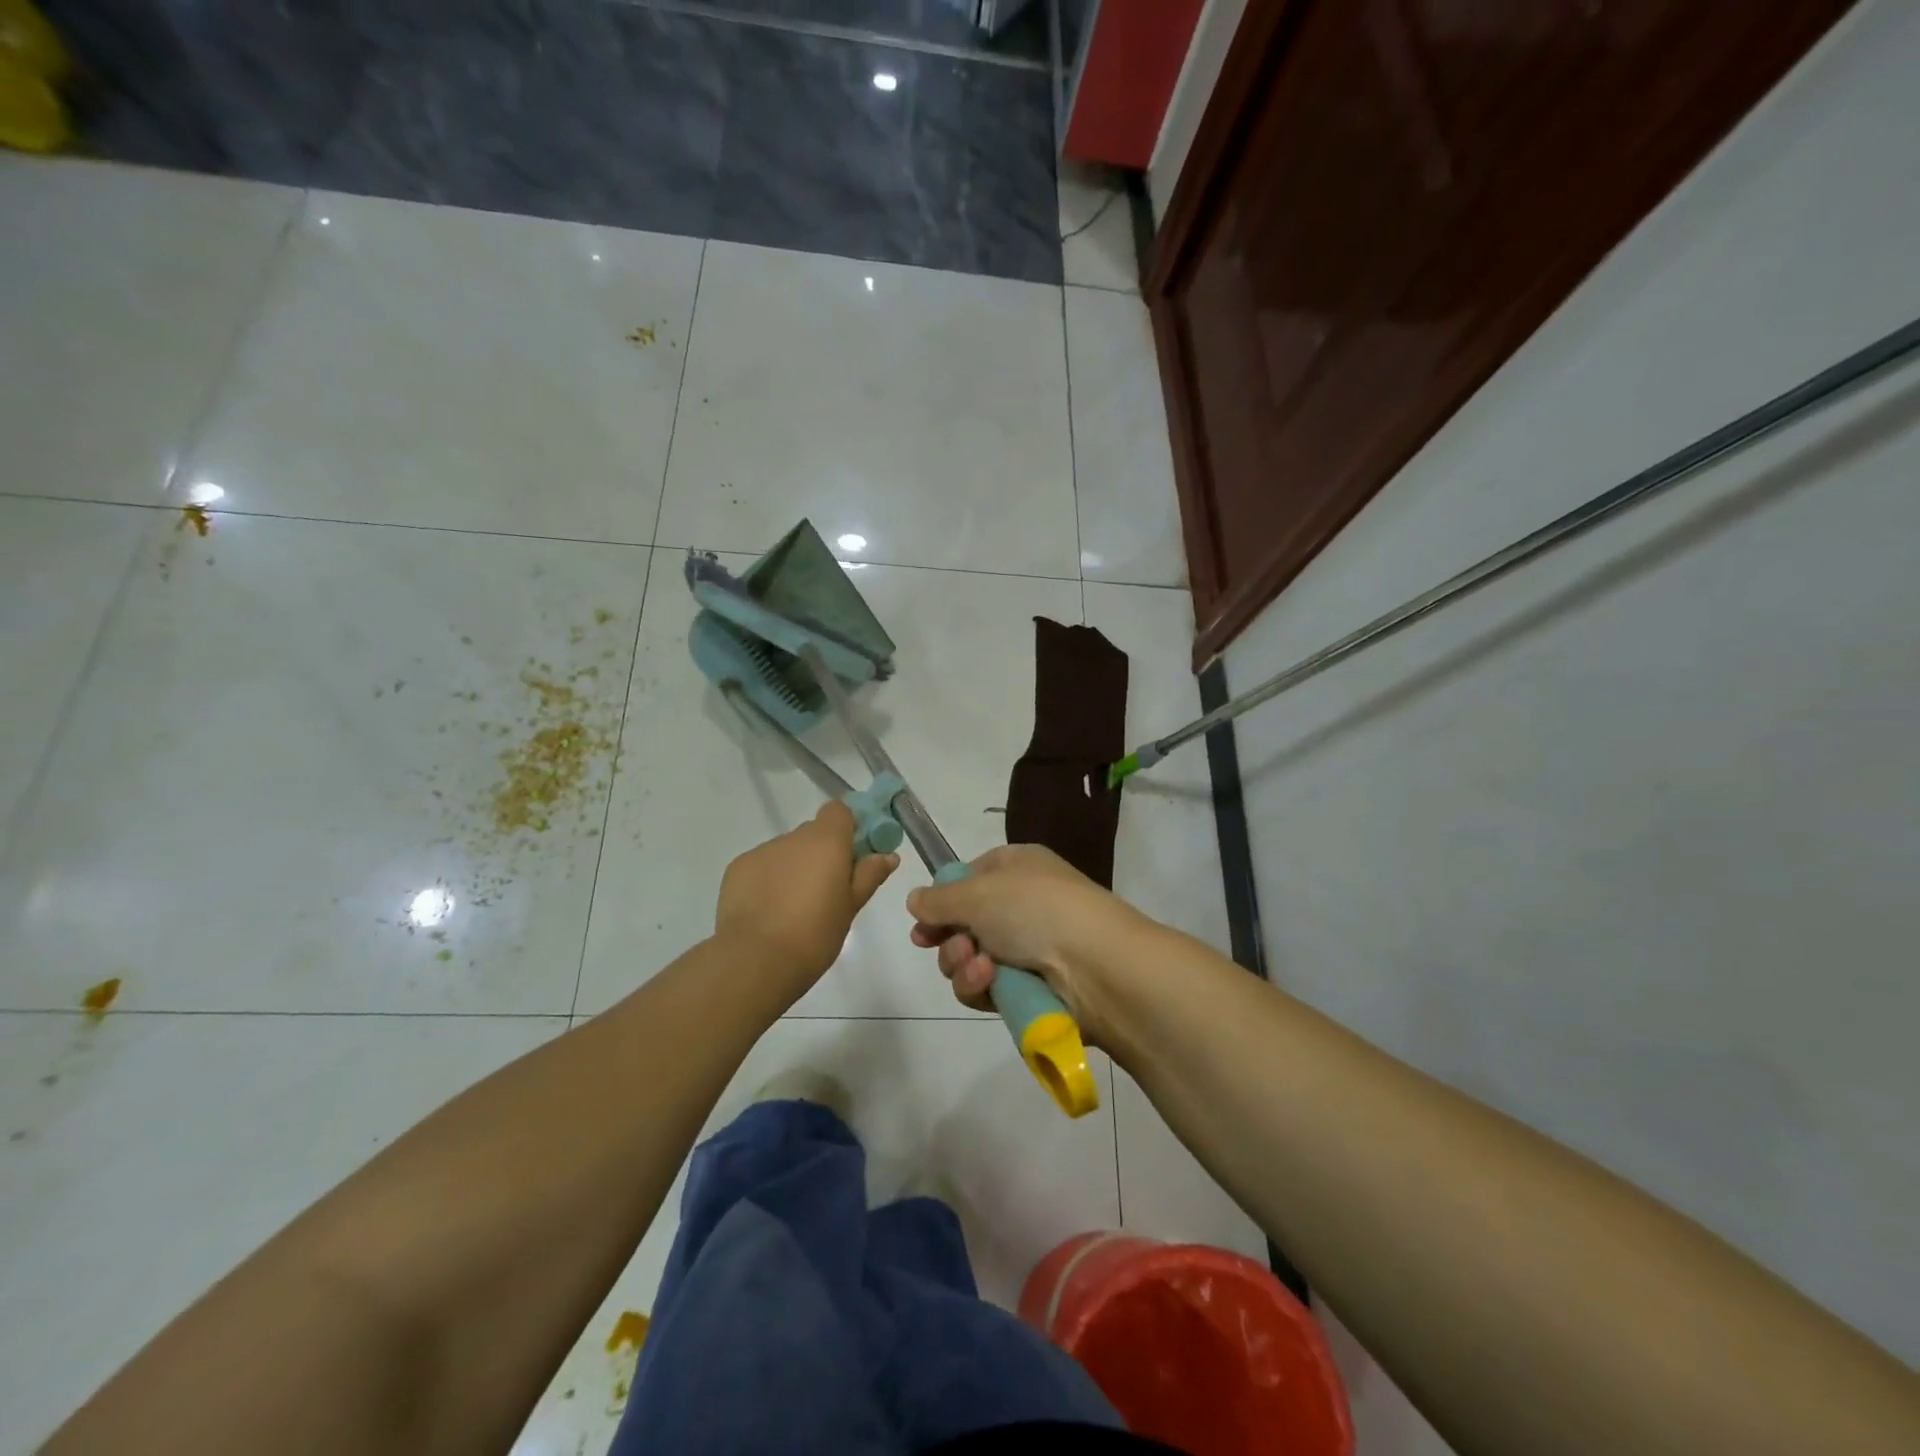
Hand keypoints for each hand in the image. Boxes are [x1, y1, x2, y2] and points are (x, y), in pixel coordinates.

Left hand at [716, 801, 897, 995]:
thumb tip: (887, 855)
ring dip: (795, 868)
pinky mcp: (737, 869)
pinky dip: (770, 880)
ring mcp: (762, 851)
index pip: (839, 811)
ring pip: (787, 851)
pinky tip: (769, 911)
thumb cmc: (815, 934)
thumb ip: (868, 875)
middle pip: (814, 833)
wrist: (755, 960)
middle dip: (823, 854)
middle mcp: (793, 837)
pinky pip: (762, 866)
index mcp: (826, 841)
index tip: (855, 855)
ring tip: (795, 908)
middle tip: (830, 890)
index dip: (849, 827)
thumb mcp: (850, 907)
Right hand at [906, 844, 1145, 1045]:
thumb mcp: (978, 892)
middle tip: (951, 945)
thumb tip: (914, 899)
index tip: (922, 922)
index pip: (968, 879)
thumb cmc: (1035, 908)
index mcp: (1016, 867)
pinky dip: (981, 985)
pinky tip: (990, 981)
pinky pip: (987, 988)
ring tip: (979, 966)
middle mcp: (1021, 904)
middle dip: (949, 939)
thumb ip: (939, 899)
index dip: (943, 900)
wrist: (1094, 964)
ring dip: (963, 964)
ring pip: (970, 960)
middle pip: (963, 924)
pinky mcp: (1029, 987)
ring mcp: (1027, 948)